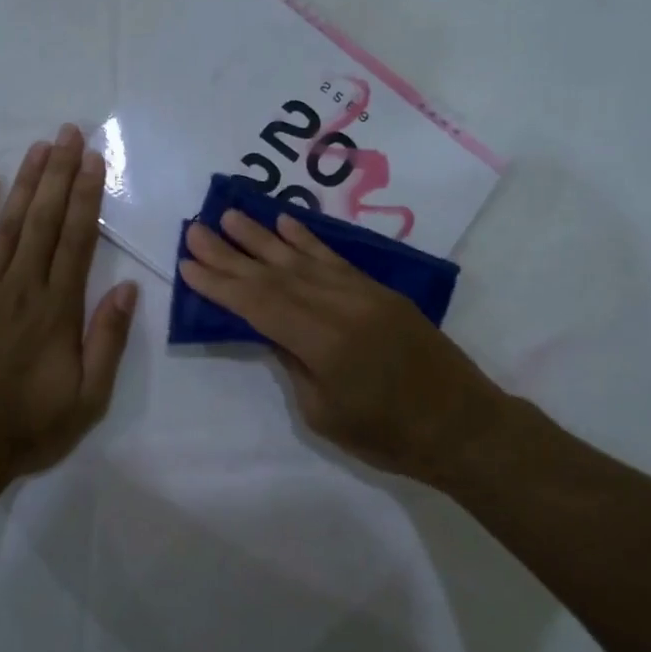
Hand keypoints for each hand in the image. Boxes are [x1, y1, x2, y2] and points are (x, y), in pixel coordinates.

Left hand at [0, 124, 138, 481]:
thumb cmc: (27, 426)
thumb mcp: (88, 398)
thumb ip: (107, 340)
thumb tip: (128, 289)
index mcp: (58, 308)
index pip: (78, 239)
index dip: (88, 196)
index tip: (95, 160)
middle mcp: (22, 286)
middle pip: (46, 219)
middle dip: (60, 173)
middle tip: (69, 133)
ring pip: (10, 223)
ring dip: (27, 182)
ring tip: (40, 147)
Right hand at [178, 210, 512, 482]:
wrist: (462, 425)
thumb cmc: (388, 436)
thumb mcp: (324, 413)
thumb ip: (292, 362)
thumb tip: (270, 328)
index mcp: (324, 342)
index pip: (259, 304)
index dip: (220, 284)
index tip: (188, 263)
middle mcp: (341, 306)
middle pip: (274, 274)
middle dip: (230, 253)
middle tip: (196, 229)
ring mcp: (364, 293)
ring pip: (302, 259)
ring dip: (262, 237)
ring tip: (230, 216)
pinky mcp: (380, 291)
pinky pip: (335, 259)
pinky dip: (307, 240)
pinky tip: (285, 224)